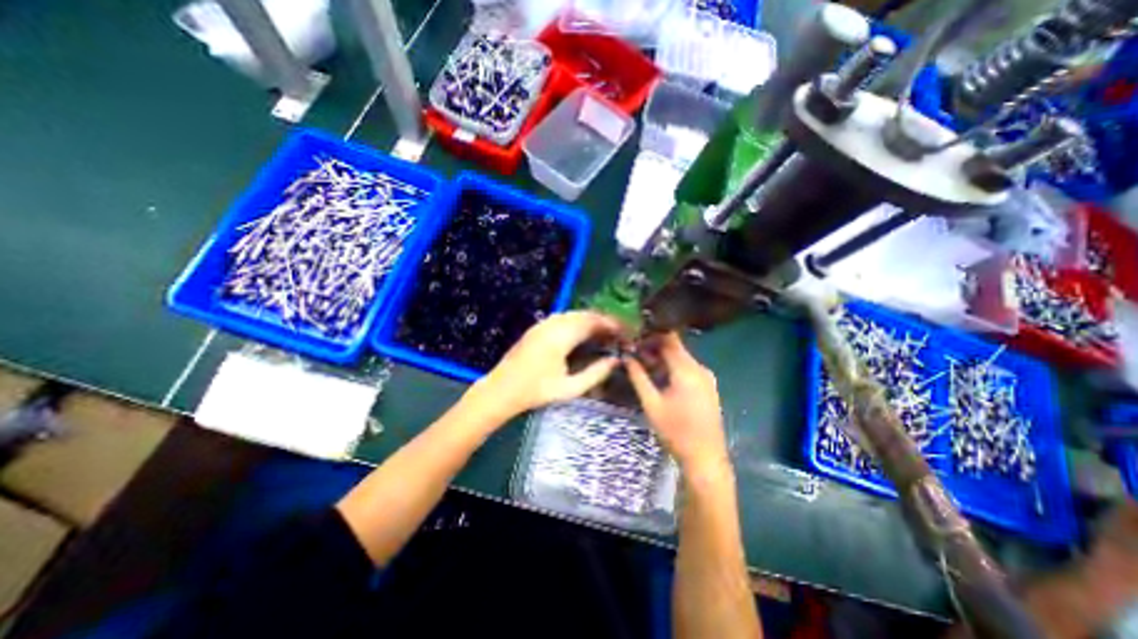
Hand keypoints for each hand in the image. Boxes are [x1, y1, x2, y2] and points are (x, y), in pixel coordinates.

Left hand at [474, 311, 626, 421]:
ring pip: (572, 315)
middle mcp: (552, 324)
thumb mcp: (570, 388)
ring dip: (589, 321)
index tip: (624, 332)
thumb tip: (615, 361)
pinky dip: (577, 322)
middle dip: (602, 321)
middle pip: (583, 315)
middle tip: (616, 334)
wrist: (501, 390)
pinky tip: (582, 335)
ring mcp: (542, 324)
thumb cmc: (536, 392)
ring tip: (603, 334)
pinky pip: (562, 318)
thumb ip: (596, 373)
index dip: (610, 324)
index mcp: (561, 337)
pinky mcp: (537, 328)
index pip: (592, 322)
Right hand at [621, 334, 728, 472]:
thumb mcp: (651, 404)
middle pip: (676, 348)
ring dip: (663, 359)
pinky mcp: (709, 387)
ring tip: (644, 366)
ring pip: (682, 358)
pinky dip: (673, 368)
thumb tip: (627, 357)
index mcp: (686, 370)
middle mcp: (700, 368)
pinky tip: (661, 378)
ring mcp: (707, 378)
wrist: (706, 458)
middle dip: (654, 348)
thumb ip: (638, 377)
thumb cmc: (675, 431)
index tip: (634, 339)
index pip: (669, 339)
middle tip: (635, 354)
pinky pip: (689, 369)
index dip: (651, 335)